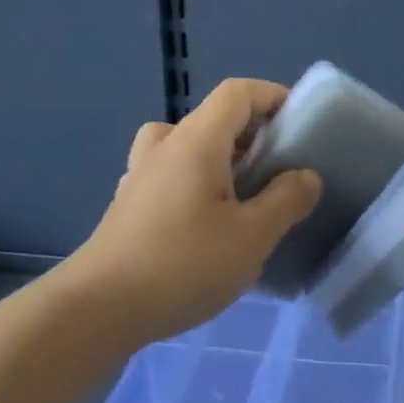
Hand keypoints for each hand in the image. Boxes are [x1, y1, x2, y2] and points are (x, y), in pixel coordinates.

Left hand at [68, 78, 321, 342]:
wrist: (98, 310)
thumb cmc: (183, 264)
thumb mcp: (253, 236)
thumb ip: (286, 200)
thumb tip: (306, 176)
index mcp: (196, 142)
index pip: (237, 93)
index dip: (272, 96)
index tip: (299, 124)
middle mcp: (165, 147)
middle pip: (213, 117)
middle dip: (252, 133)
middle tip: (278, 168)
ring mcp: (140, 176)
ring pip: (186, 144)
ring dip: (220, 156)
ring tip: (241, 192)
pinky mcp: (128, 206)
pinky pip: (169, 174)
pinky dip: (195, 181)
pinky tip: (205, 222)